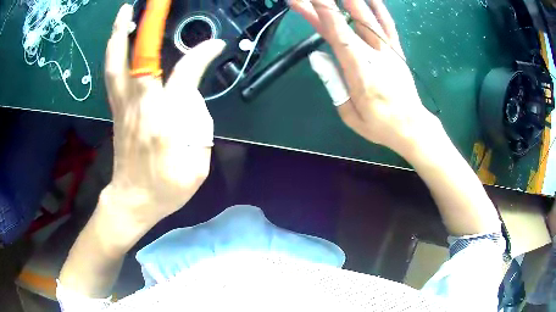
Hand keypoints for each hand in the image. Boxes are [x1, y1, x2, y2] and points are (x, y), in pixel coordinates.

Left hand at [103, 4, 225, 225]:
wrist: (133, 200)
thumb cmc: (167, 188)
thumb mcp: (197, 165)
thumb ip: (199, 125)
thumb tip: (191, 93)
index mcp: (165, 123)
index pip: (186, 75)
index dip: (202, 55)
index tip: (215, 45)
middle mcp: (140, 106)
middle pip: (138, 58)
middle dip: (145, 26)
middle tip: (150, 4)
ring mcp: (122, 106)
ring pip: (116, 63)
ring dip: (119, 34)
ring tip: (125, 12)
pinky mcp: (116, 109)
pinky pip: (112, 73)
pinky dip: (114, 51)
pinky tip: (118, 38)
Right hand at [292, 0, 440, 154]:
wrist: (411, 127)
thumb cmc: (380, 124)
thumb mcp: (351, 115)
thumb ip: (334, 84)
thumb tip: (317, 56)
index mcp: (361, 74)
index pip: (340, 38)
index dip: (325, 15)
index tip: (311, 0)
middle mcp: (375, 57)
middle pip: (348, 24)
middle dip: (326, 6)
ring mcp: (388, 52)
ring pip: (369, 19)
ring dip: (353, 1)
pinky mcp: (397, 51)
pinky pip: (388, 25)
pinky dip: (379, 9)